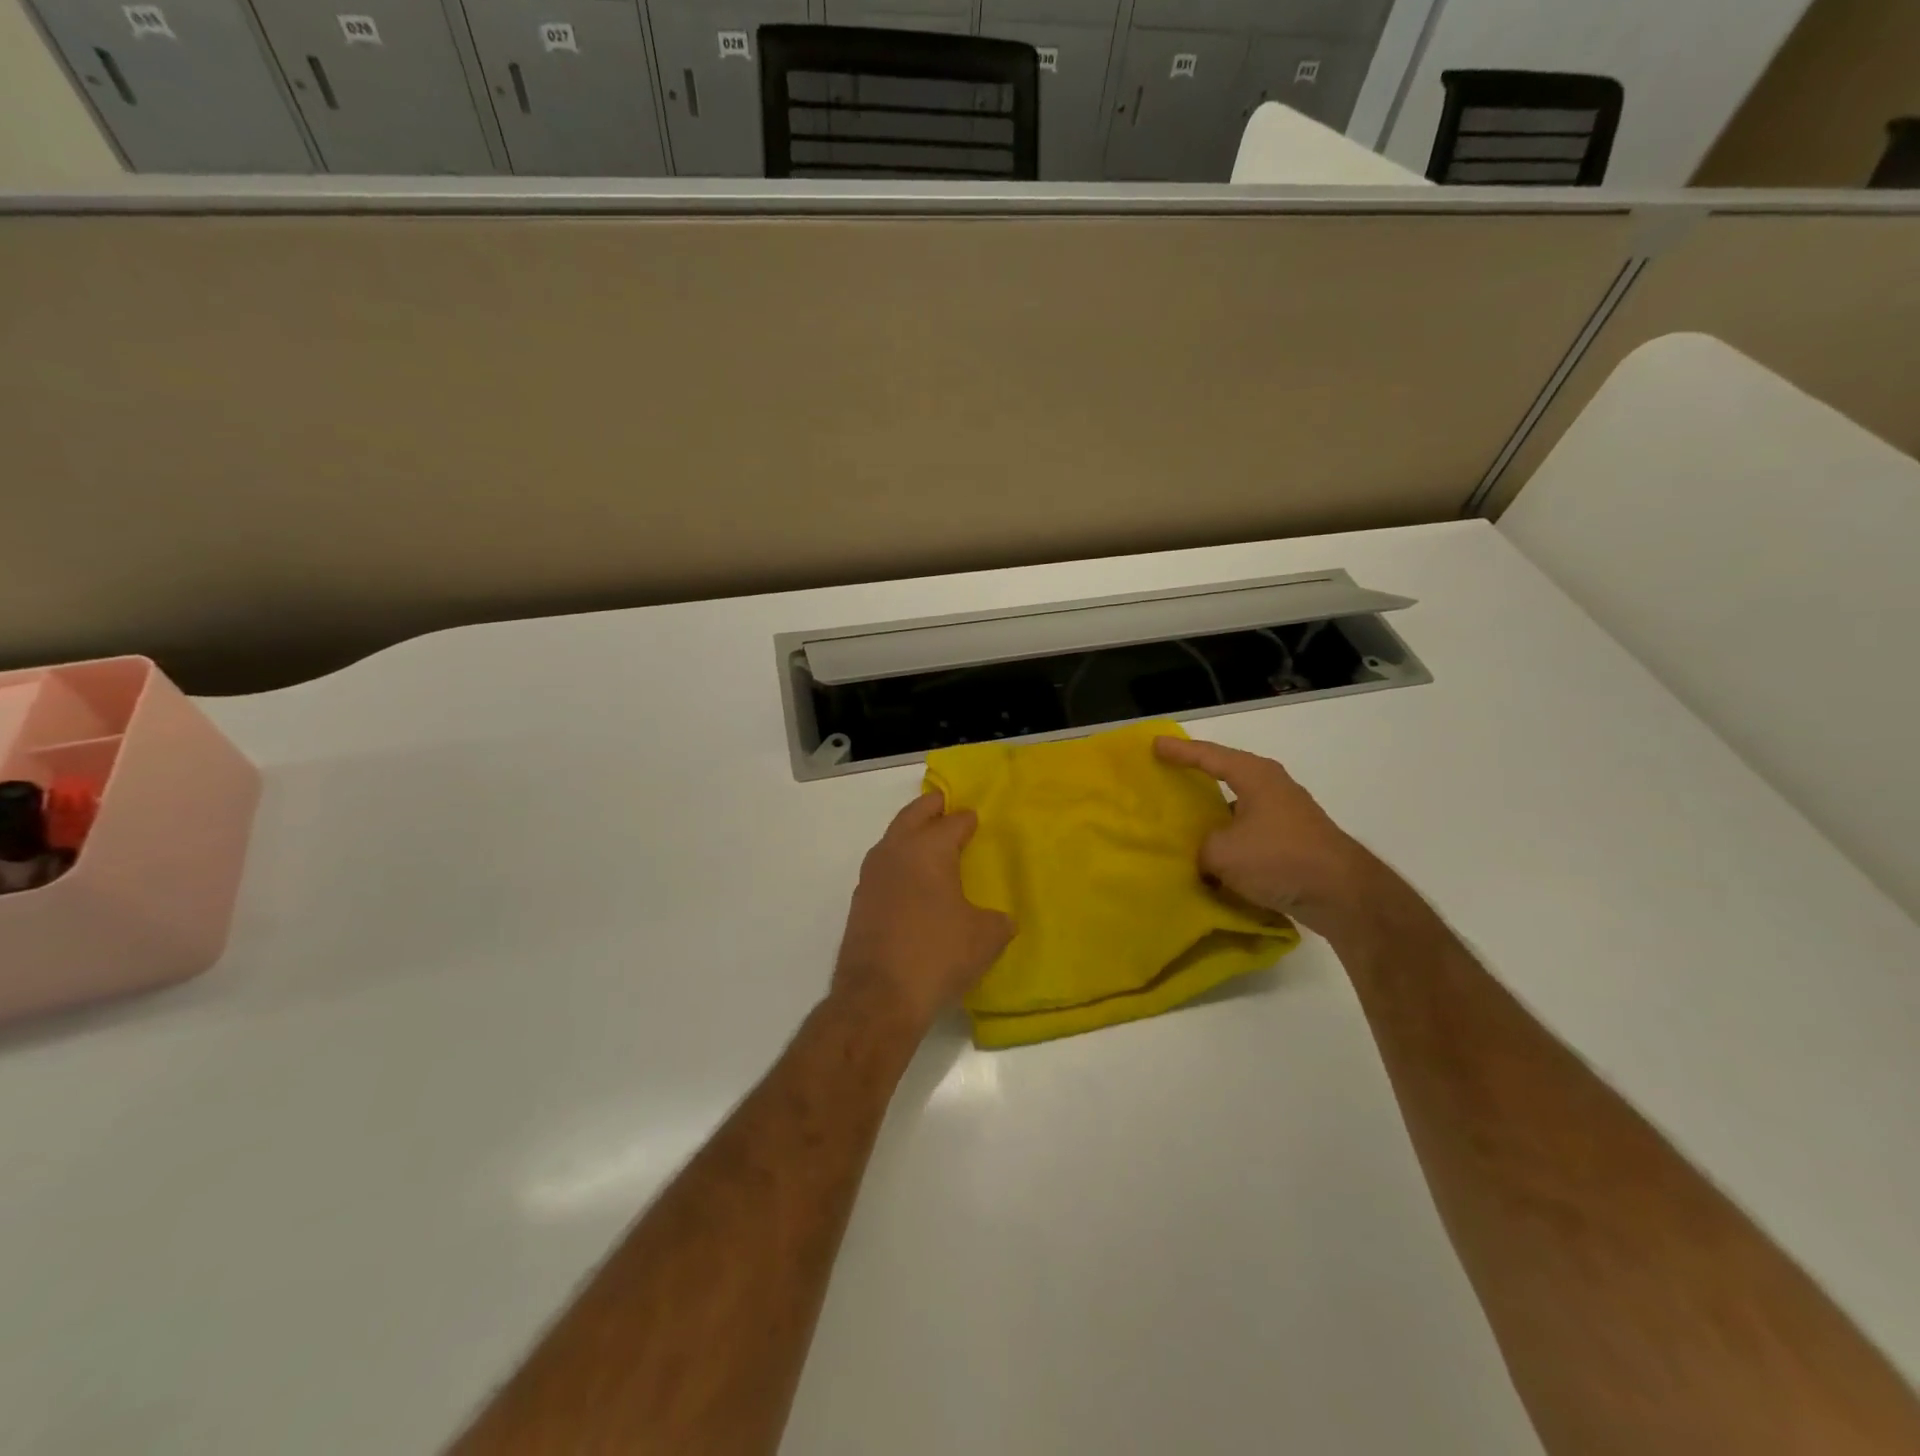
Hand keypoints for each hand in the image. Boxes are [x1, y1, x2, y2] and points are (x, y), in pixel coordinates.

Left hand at [833, 792, 1013, 1038]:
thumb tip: (999, 919)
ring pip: (892, 839)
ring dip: (909, 833)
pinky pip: (883, 868)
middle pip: (913, 816)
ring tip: (928, 841)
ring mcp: (871, 876)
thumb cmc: (938, 955)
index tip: (976, 818)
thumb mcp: (985, 938)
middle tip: (944, 802)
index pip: (953, 822)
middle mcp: (895, 852)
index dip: (967, 819)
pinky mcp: (859, 902)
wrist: (878, 997)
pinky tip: (910, 882)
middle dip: (930, 807)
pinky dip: (898, 863)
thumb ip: (997, 920)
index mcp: (929, 849)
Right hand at [1153, 736, 1380, 936]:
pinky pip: (1250, 831)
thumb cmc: (1279, 858)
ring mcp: (1286, 814)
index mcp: (1254, 776)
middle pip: (1226, 774)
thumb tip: (1202, 855)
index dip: (1180, 751)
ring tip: (1185, 820)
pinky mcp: (1293, 840)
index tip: (1155, 744)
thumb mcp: (1222, 853)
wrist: (1342, 894)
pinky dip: (1230, 838)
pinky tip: (1214, 855)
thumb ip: (1200, 848)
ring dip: (1214, 813)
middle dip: (1197, 776)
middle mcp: (1272, 787)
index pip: (1208, 756)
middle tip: (1168, 775)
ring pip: (1238, 806)